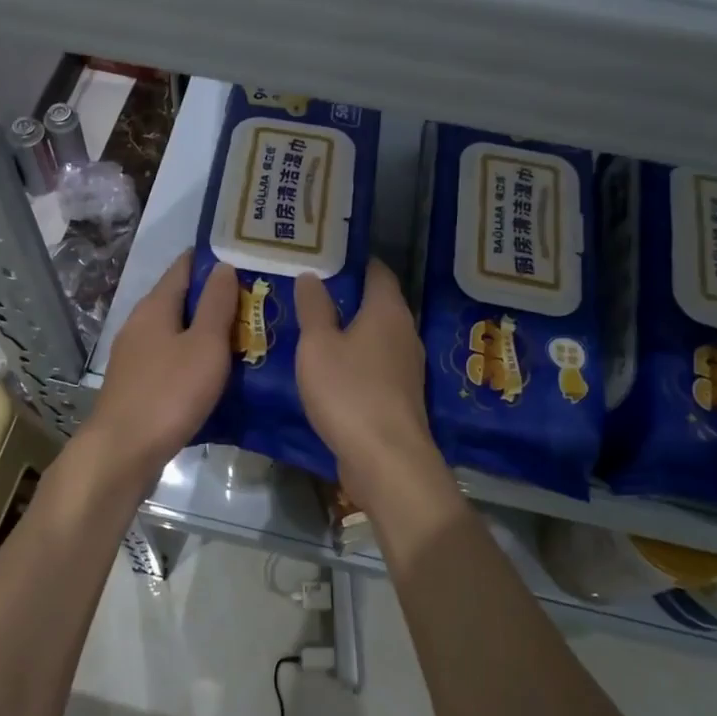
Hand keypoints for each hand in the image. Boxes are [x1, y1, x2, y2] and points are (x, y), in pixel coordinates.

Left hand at [80, 253, 238, 481]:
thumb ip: (216, 304)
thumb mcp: (204, 345)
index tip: (248, 258)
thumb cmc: (169, 393)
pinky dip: (196, 357)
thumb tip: (223, 266)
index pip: (185, 266)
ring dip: (208, 330)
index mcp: (155, 306)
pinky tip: (218, 370)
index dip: (215, 259)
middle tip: (259, 300)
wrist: (123, 452)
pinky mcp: (138, 383)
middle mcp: (141, 323)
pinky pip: (172, 358)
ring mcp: (136, 355)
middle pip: (182, 299)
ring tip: (248, 334)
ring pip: (178, 331)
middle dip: (217, 297)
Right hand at [293, 260, 440, 498]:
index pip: (377, 271)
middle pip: (378, 303)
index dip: (354, 260)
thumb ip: (314, 308)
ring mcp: (406, 367)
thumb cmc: (349, 392)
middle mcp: (405, 333)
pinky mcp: (400, 397)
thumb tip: (312, 275)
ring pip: (376, 336)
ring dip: (350, 331)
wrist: (386, 459)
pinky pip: (376, 365)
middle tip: (310, 290)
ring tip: (314, 327)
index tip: (325, 256)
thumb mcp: (318, 346)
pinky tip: (330, 368)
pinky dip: (355, 359)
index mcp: (388, 311)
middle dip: (348, 296)